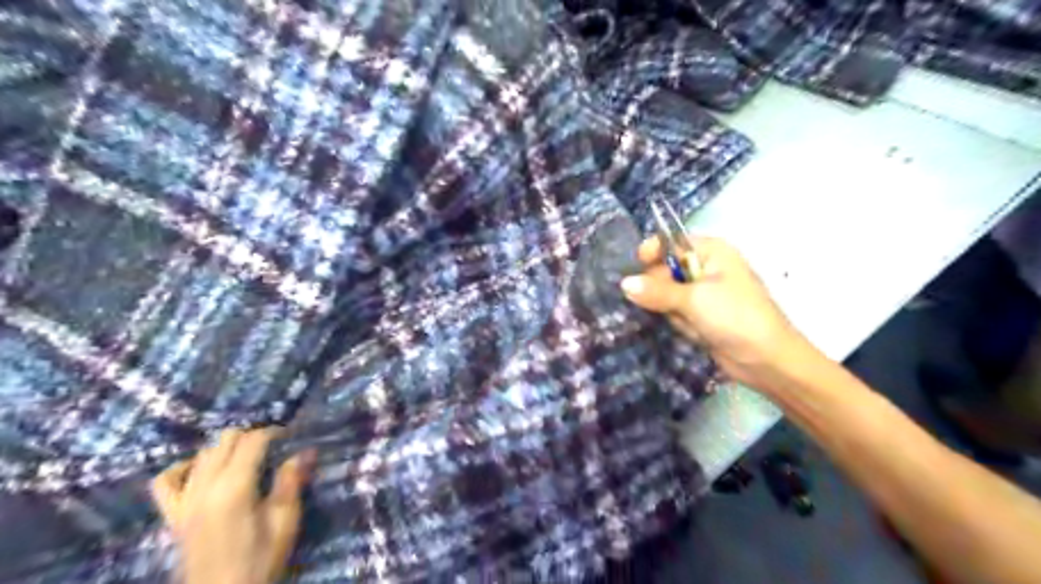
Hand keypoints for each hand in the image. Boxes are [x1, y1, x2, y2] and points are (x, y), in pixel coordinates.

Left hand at [150, 426, 311, 583]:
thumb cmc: (260, 559)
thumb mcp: (284, 522)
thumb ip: (290, 483)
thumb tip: (305, 451)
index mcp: (235, 488)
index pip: (253, 441)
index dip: (274, 432)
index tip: (291, 436)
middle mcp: (205, 487)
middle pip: (225, 440)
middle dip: (251, 436)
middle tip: (273, 447)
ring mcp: (184, 501)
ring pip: (201, 454)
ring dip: (225, 448)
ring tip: (246, 457)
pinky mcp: (172, 515)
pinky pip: (165, 481)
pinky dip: (183, 468)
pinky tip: (200, 471)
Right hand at [617, 236, 811, 390]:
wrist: (766, 360)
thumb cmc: (735, 317)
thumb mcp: (694, 299)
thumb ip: (656, 290)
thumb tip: (623, 283)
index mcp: (711, 251)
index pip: (670, 242)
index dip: (652, 253)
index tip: (637, 267)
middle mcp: (706, 267)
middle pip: (664, 271)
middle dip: (662, 291)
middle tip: (670, 305)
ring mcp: (703, 293)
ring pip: (666, 295)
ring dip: (673, 311)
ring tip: (691, 323)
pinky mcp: (701, 315)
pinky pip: (675, 313)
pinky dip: (680, 324)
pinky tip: (696, 333)